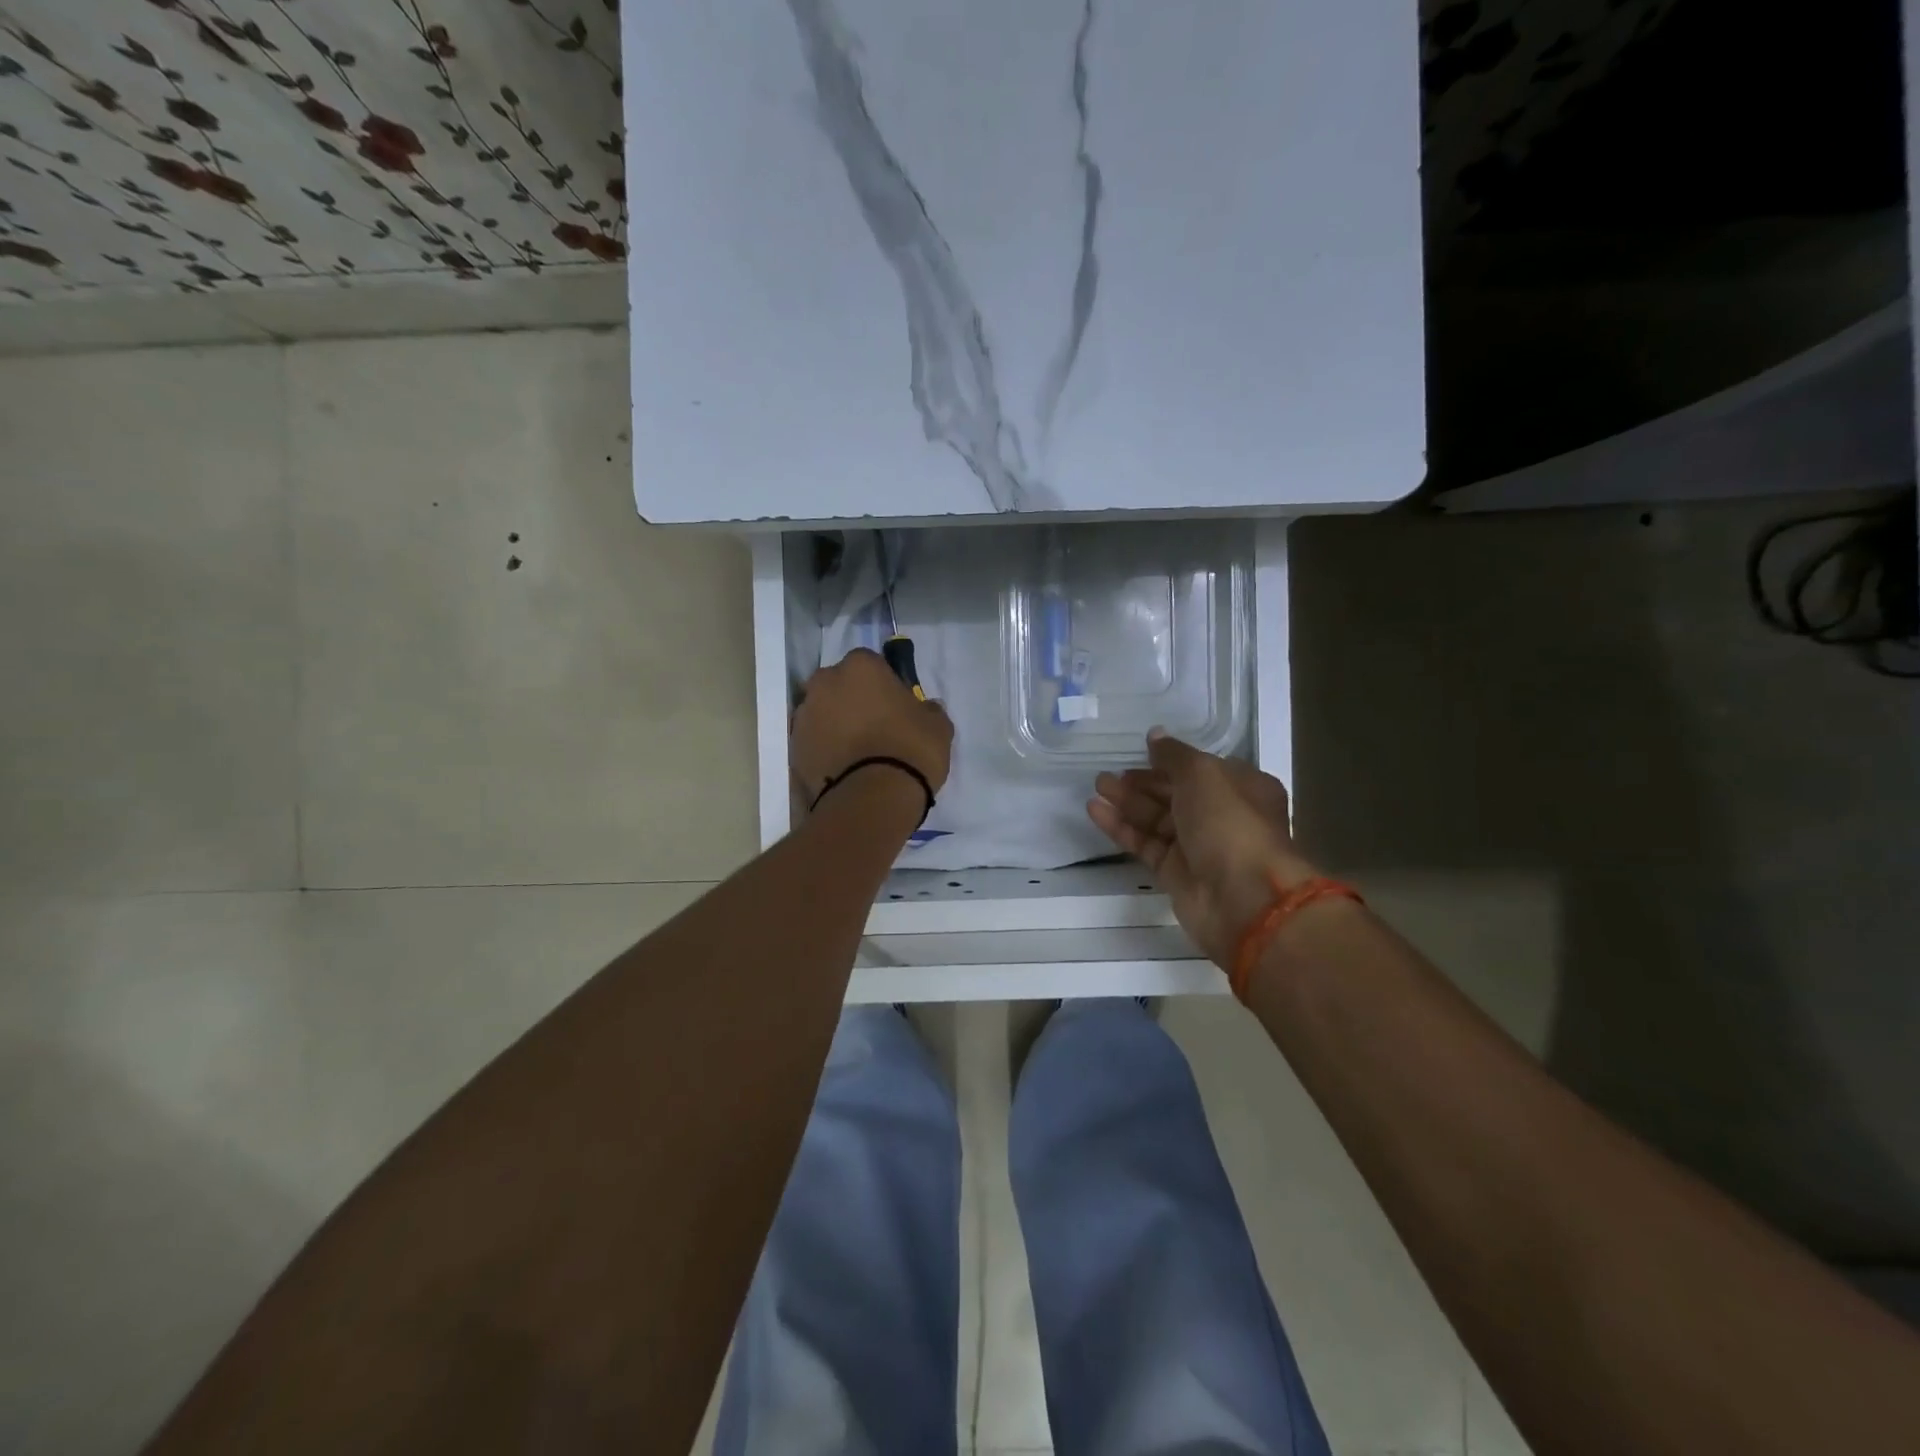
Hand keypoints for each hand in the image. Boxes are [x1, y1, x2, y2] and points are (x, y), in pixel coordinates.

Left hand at [792, 648, 954, 804]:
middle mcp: (825, 683)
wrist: (872, 799)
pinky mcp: (794, 748)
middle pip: (838, 685)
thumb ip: (928, 709)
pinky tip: (844, 769)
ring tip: (857, 753)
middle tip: (873, 726)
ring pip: (822, 713)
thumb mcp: (938, 726)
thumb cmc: (910, 750)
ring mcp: (804, 716)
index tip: (894, 704)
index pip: (870, 663)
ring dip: (835, 724)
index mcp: (860, 667)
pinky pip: (813, 741)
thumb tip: (925, 708)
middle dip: (852, 700)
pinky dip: (825, 749)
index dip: (882, 683)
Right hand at [1088, 730, 1318, 967]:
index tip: (1139, 753)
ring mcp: (1198, 847)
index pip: (1200, 769)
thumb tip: (1155, 735)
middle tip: (1107, 775)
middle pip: (1175, 794)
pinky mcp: (1176, 873)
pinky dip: (1122, 828)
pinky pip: (1145, 844)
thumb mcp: (1202, 773)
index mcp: (1241, 787)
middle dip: (1142, 783)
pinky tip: (1096, 812)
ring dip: (1127, 802)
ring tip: (1096, 788)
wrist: (1242, 898)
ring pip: (1156, 819)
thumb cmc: (1229, 823)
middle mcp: (1222, 816)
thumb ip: (1173, 754)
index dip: (1170, 761)